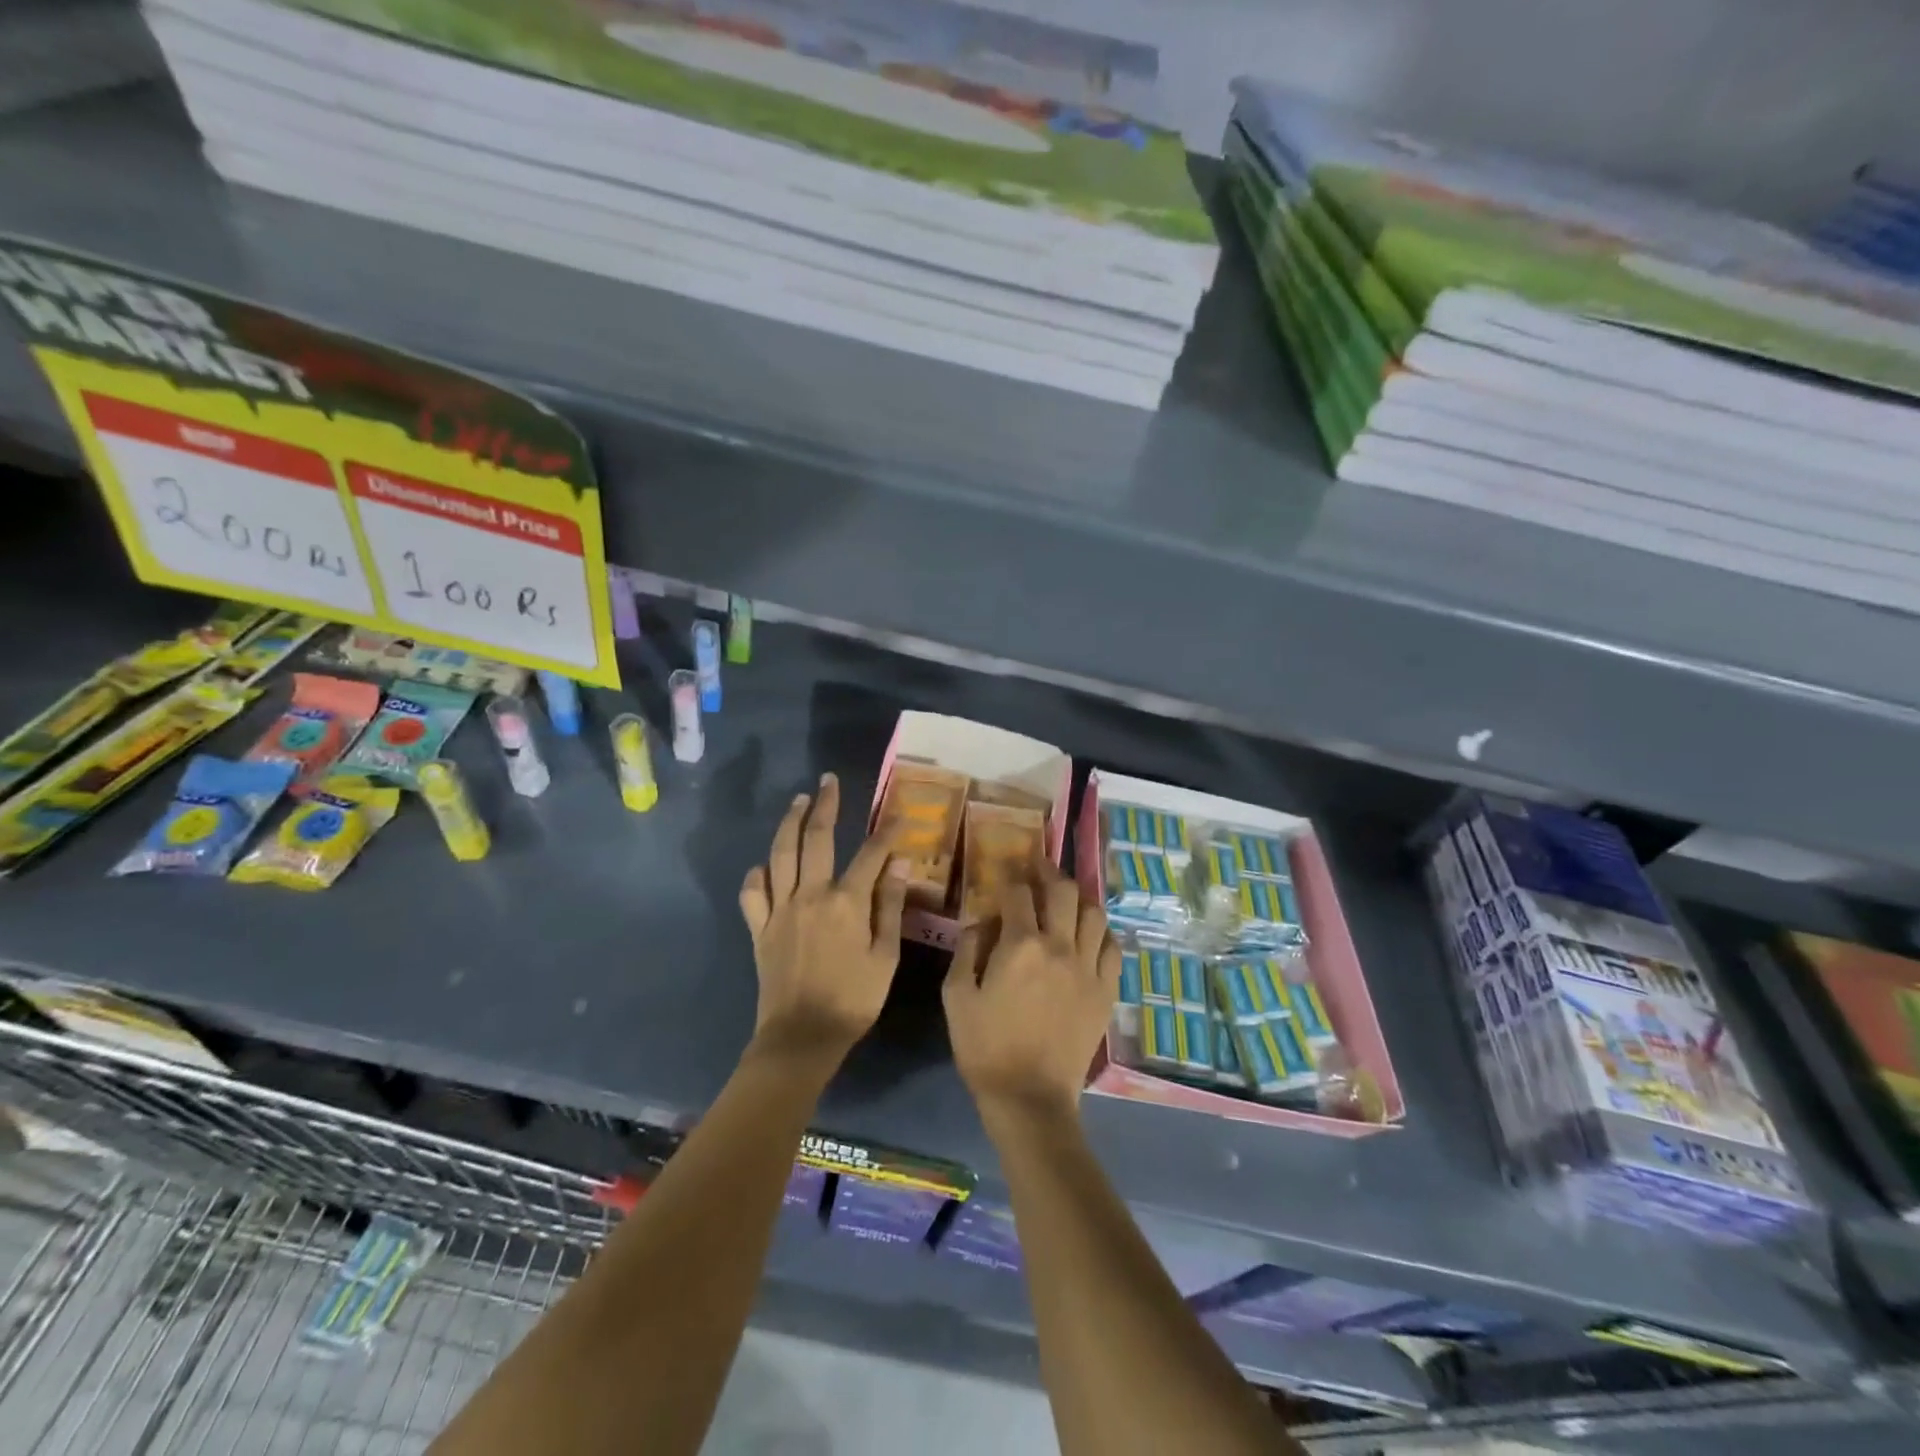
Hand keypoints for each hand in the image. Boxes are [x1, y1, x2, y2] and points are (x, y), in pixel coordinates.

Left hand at [739, 773, 908, 1061]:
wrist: (802, 1037)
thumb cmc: (853, 1000)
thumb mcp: (885, 956)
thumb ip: (889, 906)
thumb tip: (898, 863)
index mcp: (846, 902)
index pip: (870, 854)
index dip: (887, 832)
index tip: (899, 814)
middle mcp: (811, 895)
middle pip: (817, 838)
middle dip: (826, 805)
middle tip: (829, 781)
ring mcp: (780, 909)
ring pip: (781, 854)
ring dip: (789, 823)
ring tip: (798, 801)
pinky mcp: (760, 928)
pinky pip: (753, 893)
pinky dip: (757, 874)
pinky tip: (764, 865)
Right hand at [944, 852, 1119, 1129]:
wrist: (1030, 1098)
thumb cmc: (985, 1047)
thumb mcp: (956, 996)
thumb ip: (967, 949)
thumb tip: (981, 921)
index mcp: (1020, 945)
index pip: (1019, 893)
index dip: (1011, 876)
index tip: (1007, 869)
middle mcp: (1059, 946)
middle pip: (1063, 891)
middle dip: (1049, 872)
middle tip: (1039, 867)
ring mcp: (1088, 968)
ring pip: (1094, 914)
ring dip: (1078, 898)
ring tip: (1066, 898)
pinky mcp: (1106, 991)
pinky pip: (1113, 948)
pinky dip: (1101, 933)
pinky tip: (1090, 934)